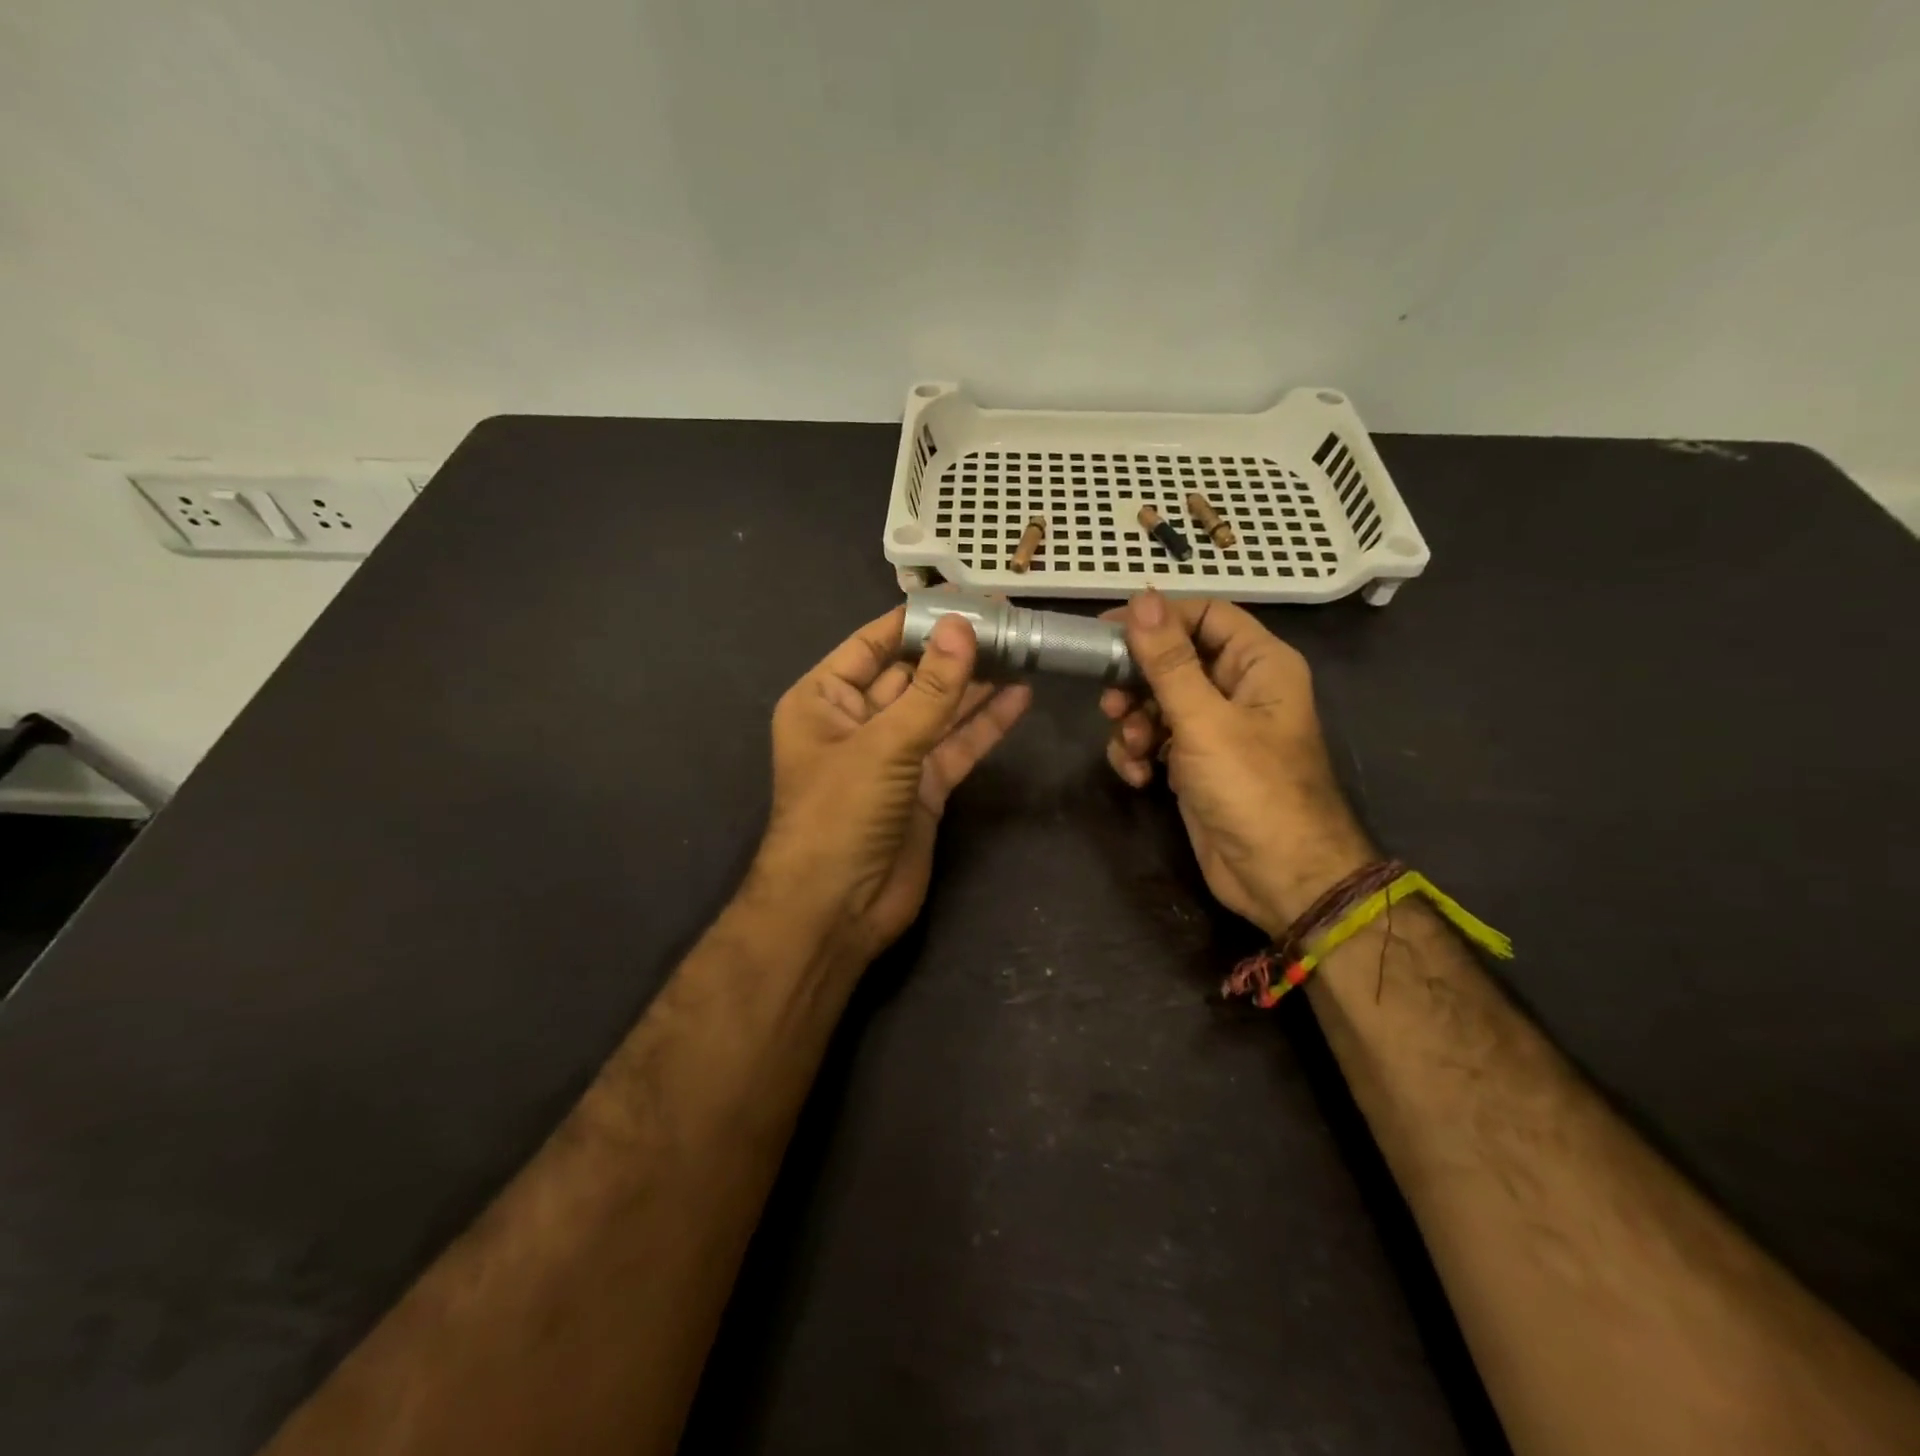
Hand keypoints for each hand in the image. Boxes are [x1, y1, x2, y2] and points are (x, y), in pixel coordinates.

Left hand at [750, 606, 1031, 966]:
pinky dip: (985, 724)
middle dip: (955, 650)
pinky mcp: (923, 787)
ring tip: (1022, 649)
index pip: (875, 644)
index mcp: (824, 699)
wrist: (837, 910)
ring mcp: (893, 756)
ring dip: (976, 683)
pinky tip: (1020, 696)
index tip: (967, 597)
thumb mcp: (884, 744)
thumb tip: (963, 626)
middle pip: (913, 674)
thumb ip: (930, 689)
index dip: (919, 620)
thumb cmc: (839, 814)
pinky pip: (957, 745)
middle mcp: (857, 721)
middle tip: (1008, 621)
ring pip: (940, 709)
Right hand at [1100, 591, 1373, 935]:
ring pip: (1157, 702)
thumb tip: (1142, 598)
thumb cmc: (1252, 789)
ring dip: (1133, 723)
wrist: (1278, 877)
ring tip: (1134, 749)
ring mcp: (1216, 728)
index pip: (1203, 615)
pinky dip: (1140, 754)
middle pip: (1173, 660)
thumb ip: (1168, 660)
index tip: (1106, 631)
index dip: (1156, 617)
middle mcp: (1238, 689)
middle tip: (1109, 702)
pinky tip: (1139, 777)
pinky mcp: (1195, 763)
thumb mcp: (1204, 720)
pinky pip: (1156, 739)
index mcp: (1258, 664)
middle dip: (1137, 682)